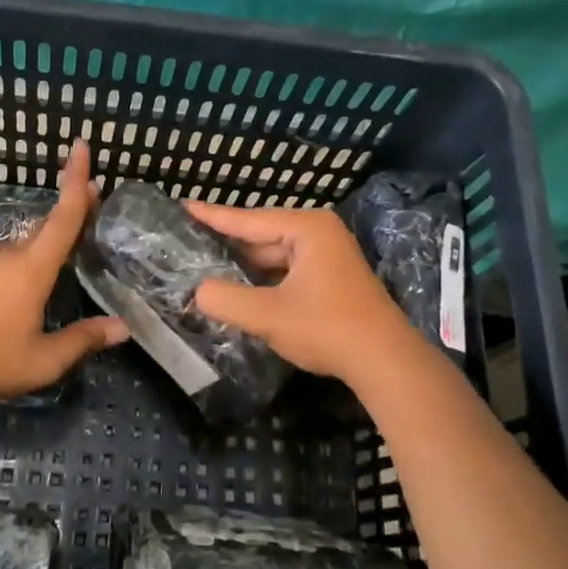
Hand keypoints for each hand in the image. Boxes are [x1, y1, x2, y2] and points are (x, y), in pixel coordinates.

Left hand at [0, 140, 127, 404]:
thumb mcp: (44, 359)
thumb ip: (83, 340)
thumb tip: (123, 328)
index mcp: (33, 268)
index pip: (63, 216)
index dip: (76, 181)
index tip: (82, 145)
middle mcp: (14, 259)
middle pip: (48, 223)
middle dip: (72, 204)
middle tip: (97, 195)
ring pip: (31, 240)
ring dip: (54, 231)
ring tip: (77, 229)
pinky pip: (18, 257)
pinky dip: (38, 252)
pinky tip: (44, 270)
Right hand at [185, 202, 415, 383]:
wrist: (385, 362)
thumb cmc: (327, 328)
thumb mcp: (267, 315)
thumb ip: (225, 300)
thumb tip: (198, 291)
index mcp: (306, 228)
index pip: (248, 219)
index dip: (212, 216)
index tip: (183, 206)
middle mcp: (319, 233)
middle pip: (261, 236)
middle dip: (227, 246)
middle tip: (187, 246)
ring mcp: (328, 256)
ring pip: (273, 257)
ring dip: (245, 267)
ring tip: (204, 268)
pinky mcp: (331, 279)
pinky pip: (286, 271)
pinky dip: (263, 280)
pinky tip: (239, 290)